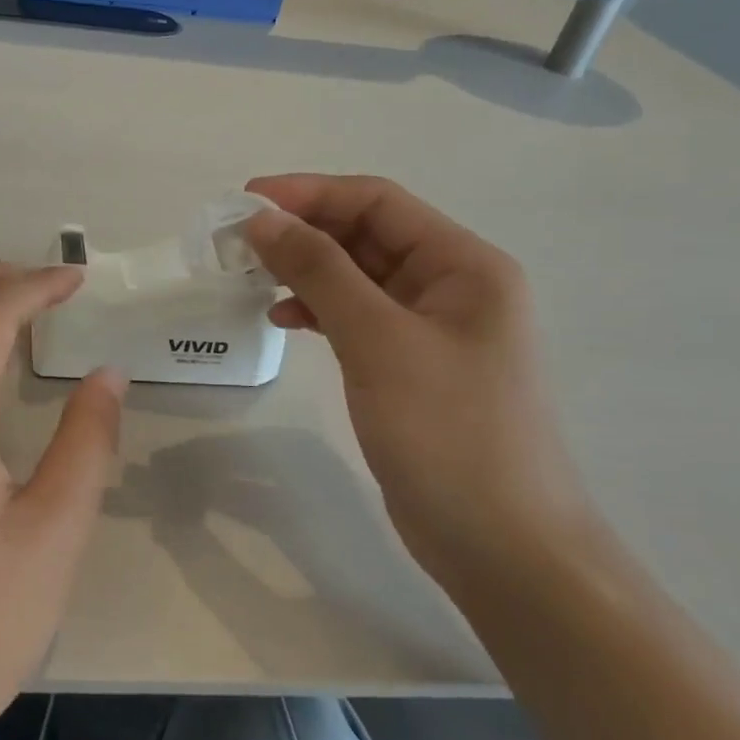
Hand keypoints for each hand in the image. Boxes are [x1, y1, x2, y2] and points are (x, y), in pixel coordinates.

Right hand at [242, 174, 597, 591]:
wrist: (503, 546)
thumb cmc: (449, 433)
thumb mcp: (378, 341)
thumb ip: (320, 271)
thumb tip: (262, 218)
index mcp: (464, 265)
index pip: (378, 202)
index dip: (309, 192)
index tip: (244, 201)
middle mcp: (453, 286)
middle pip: (367, 235)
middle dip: (303, 230)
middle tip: (236, 240)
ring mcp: (433, 330)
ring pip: (358, 277)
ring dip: (306, 270)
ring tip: (250, 276)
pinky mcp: (411, 368)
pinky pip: (358, 318)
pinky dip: (319, 311)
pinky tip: (282, 319)